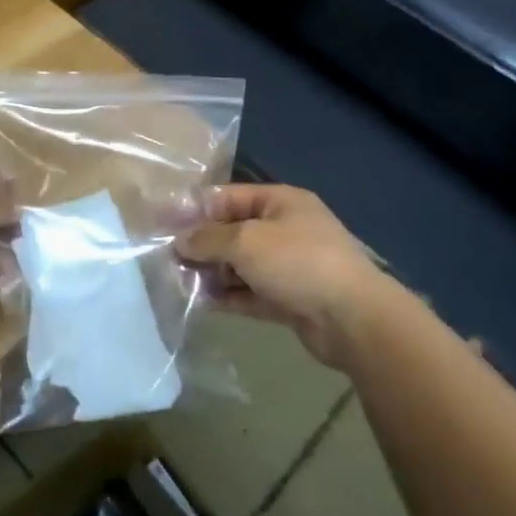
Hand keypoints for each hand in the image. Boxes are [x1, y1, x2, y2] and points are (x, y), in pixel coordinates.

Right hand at [175, 184, 393, 366]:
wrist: (353, 319)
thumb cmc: (298, 263)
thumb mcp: (245, 241)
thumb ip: (207, 239)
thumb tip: (179, 241)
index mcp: (280, 202)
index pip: (227, 197)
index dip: (194, 208)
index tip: (162, 222)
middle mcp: (284, 229)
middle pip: (231, 231)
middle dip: (200, 243)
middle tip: (166, 257)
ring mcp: (288, 265)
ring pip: (239, 264)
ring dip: (212, 272)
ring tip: (178, 281)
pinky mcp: (288, 298)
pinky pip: (249, 292)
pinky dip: (228, 295)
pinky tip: (201, 302)